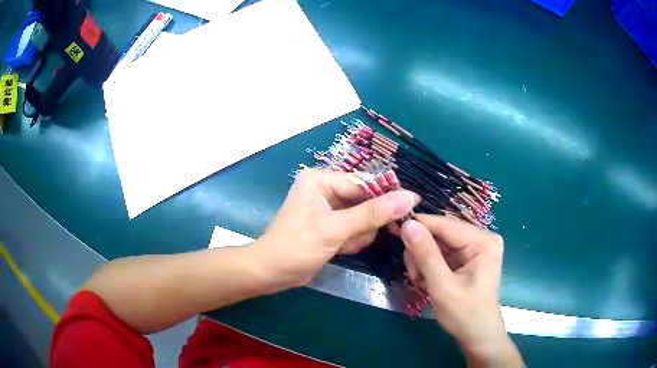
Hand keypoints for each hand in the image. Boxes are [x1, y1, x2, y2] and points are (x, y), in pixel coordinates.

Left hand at [253, 169, 418, 291]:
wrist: (272, 273)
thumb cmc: (296, 246)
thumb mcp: (335, 229)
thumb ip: (372, 213)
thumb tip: (408, 197)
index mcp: (322, 180)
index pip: (364, 182)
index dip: (387, 194)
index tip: (411, 206)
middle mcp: (327, 189)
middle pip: (366, 200)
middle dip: (367, 222)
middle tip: (366, 235)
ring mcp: (330, 209)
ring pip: (364, 217)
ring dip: (359, 234)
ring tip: (343, 245)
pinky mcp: (333, 225)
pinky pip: (356, 229)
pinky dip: (352, 241)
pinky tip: (339, 249)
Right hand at [400, 215, 521, 366]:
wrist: (477, 336)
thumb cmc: (465, 315)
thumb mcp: (443, 287)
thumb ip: (425, 255)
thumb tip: (407, 224)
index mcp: (483, 241)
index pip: (445, 224)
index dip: (418, 224)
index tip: (391, 226)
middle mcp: (481, 238)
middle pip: (440, 233)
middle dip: (421, 251)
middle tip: (414, 275)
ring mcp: (474, 248)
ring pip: (437, 243)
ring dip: (423, 261)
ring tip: (421, 282)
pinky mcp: (467, 258)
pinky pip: (440, 253)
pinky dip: (429, 266)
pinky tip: (427, 281)